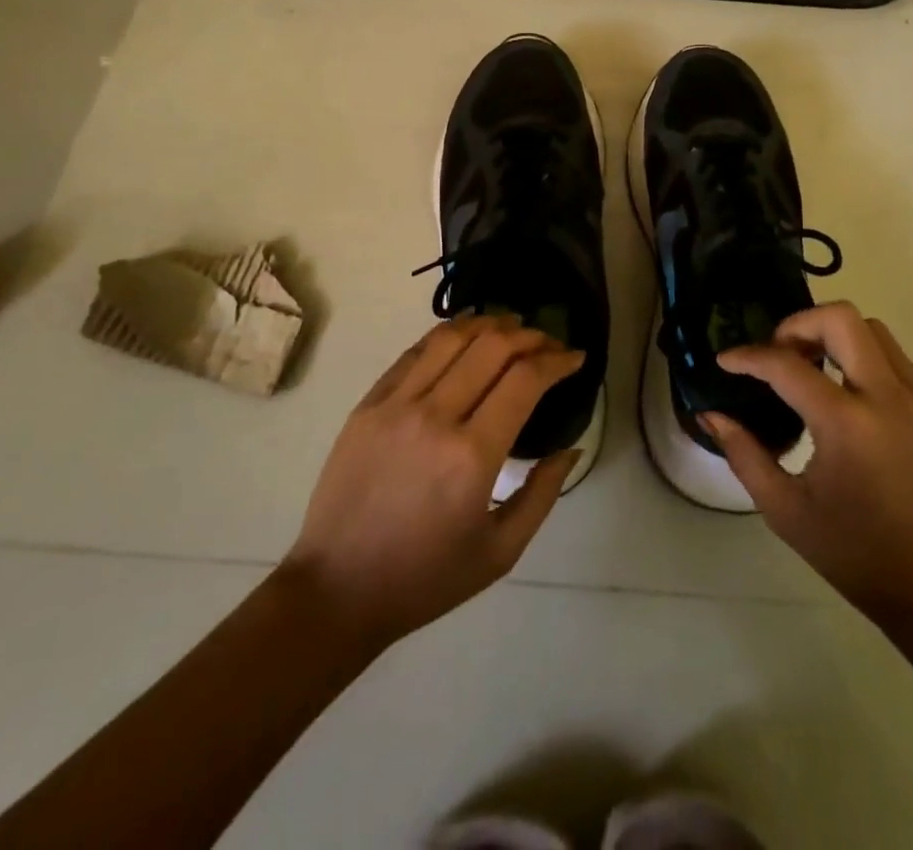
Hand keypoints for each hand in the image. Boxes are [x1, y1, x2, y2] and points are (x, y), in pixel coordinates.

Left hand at [282, 315, 582, 650]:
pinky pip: (415, 353)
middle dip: (530, 336)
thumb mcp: (500, 552)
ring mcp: (396, 404)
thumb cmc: (425, 578)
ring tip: (511, 326)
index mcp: (472, 456)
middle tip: (548, 343)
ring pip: (451, 337)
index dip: (557, 360)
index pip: (525, 379)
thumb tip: (570, 447)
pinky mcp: (368, 403)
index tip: (575, 358)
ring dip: (489, 323)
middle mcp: (435, 416)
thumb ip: (542, 495)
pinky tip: (465, 336)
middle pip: (493, 346)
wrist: (337, 589)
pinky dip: (447, 335)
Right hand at [708, 302, 912, 635]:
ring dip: (834, 336)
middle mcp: (888, 398)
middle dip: (798, 324)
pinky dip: (865, 361)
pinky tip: (850, 397)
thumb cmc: (855, 554)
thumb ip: (744, 454)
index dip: (748, 356)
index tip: (727, 361)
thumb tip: (712, 415)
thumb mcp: (785, 510)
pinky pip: (898, 361)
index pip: (786, 364)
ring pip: (874, 331)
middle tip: (779, 354)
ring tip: (812, 370)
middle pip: (841, 318)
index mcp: (846, 424)